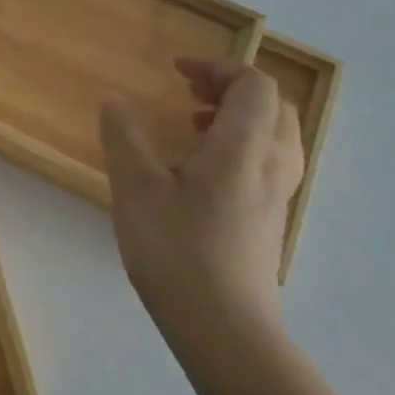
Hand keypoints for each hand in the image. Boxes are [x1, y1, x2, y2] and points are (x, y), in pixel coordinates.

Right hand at [99, 58, 304, 346]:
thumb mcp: (136, 188)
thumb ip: (125, 137)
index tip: (176, 70)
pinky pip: (269, 162)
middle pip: (275, 106)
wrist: (224, 328)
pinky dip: (242, 145)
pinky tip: (201, 169)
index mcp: (243, 149)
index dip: (218, 67)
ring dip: (240, 116)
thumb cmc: (177, 251)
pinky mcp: (270, 220)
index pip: (254, 85)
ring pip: (277, 136)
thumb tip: (116, 101)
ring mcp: (277, 196)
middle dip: (232, 88)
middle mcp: (272, 165)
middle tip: (188, 92)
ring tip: (195, 124)